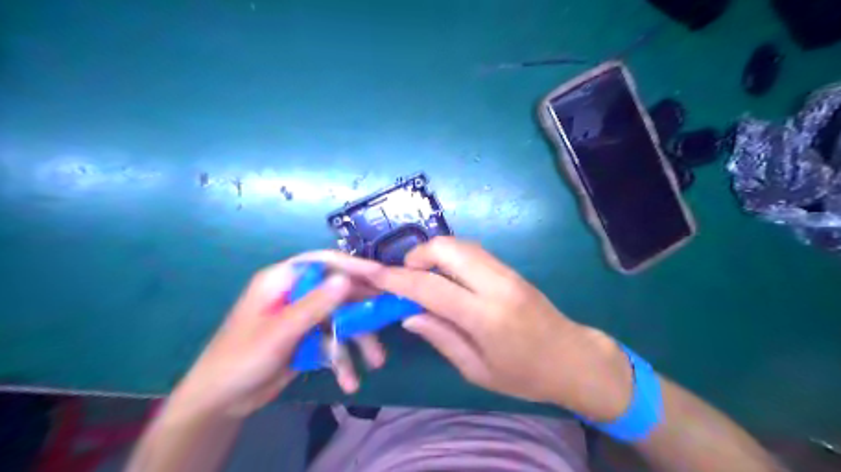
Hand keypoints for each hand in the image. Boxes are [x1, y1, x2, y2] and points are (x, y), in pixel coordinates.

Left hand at [167, 250, 390, 418]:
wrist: (221, 402)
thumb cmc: (241, 358)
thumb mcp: (280, 332)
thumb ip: (314, 305)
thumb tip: (347, 279)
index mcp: (283, 280)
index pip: (325, 262)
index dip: (354, 266)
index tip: (382, 276)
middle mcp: (297, 293)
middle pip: (339, 291)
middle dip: (363, 311)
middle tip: (389, 319)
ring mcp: (304, 316)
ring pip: (341, 318)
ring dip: (358, 341)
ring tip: (375, 362)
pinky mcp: (309, 337)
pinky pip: (334, 340)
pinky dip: (343, 358)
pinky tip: (349, 379)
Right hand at [373, 236, 630, 420]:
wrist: (574, 358)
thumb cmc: (525, 375)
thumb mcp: (477, 370)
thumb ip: (441, 337)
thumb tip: (409, 315)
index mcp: (485, 316)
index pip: (431, 287)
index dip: (398, 279)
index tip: (375, 275)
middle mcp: (496, 284)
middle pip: (447, 248)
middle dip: (417, 256)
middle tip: (406, 277)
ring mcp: (506, 272)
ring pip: (460, 244)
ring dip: (434, 253)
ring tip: (423, 276)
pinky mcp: (511, 269)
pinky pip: (473, 251)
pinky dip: (451, 256)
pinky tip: (446, 276)